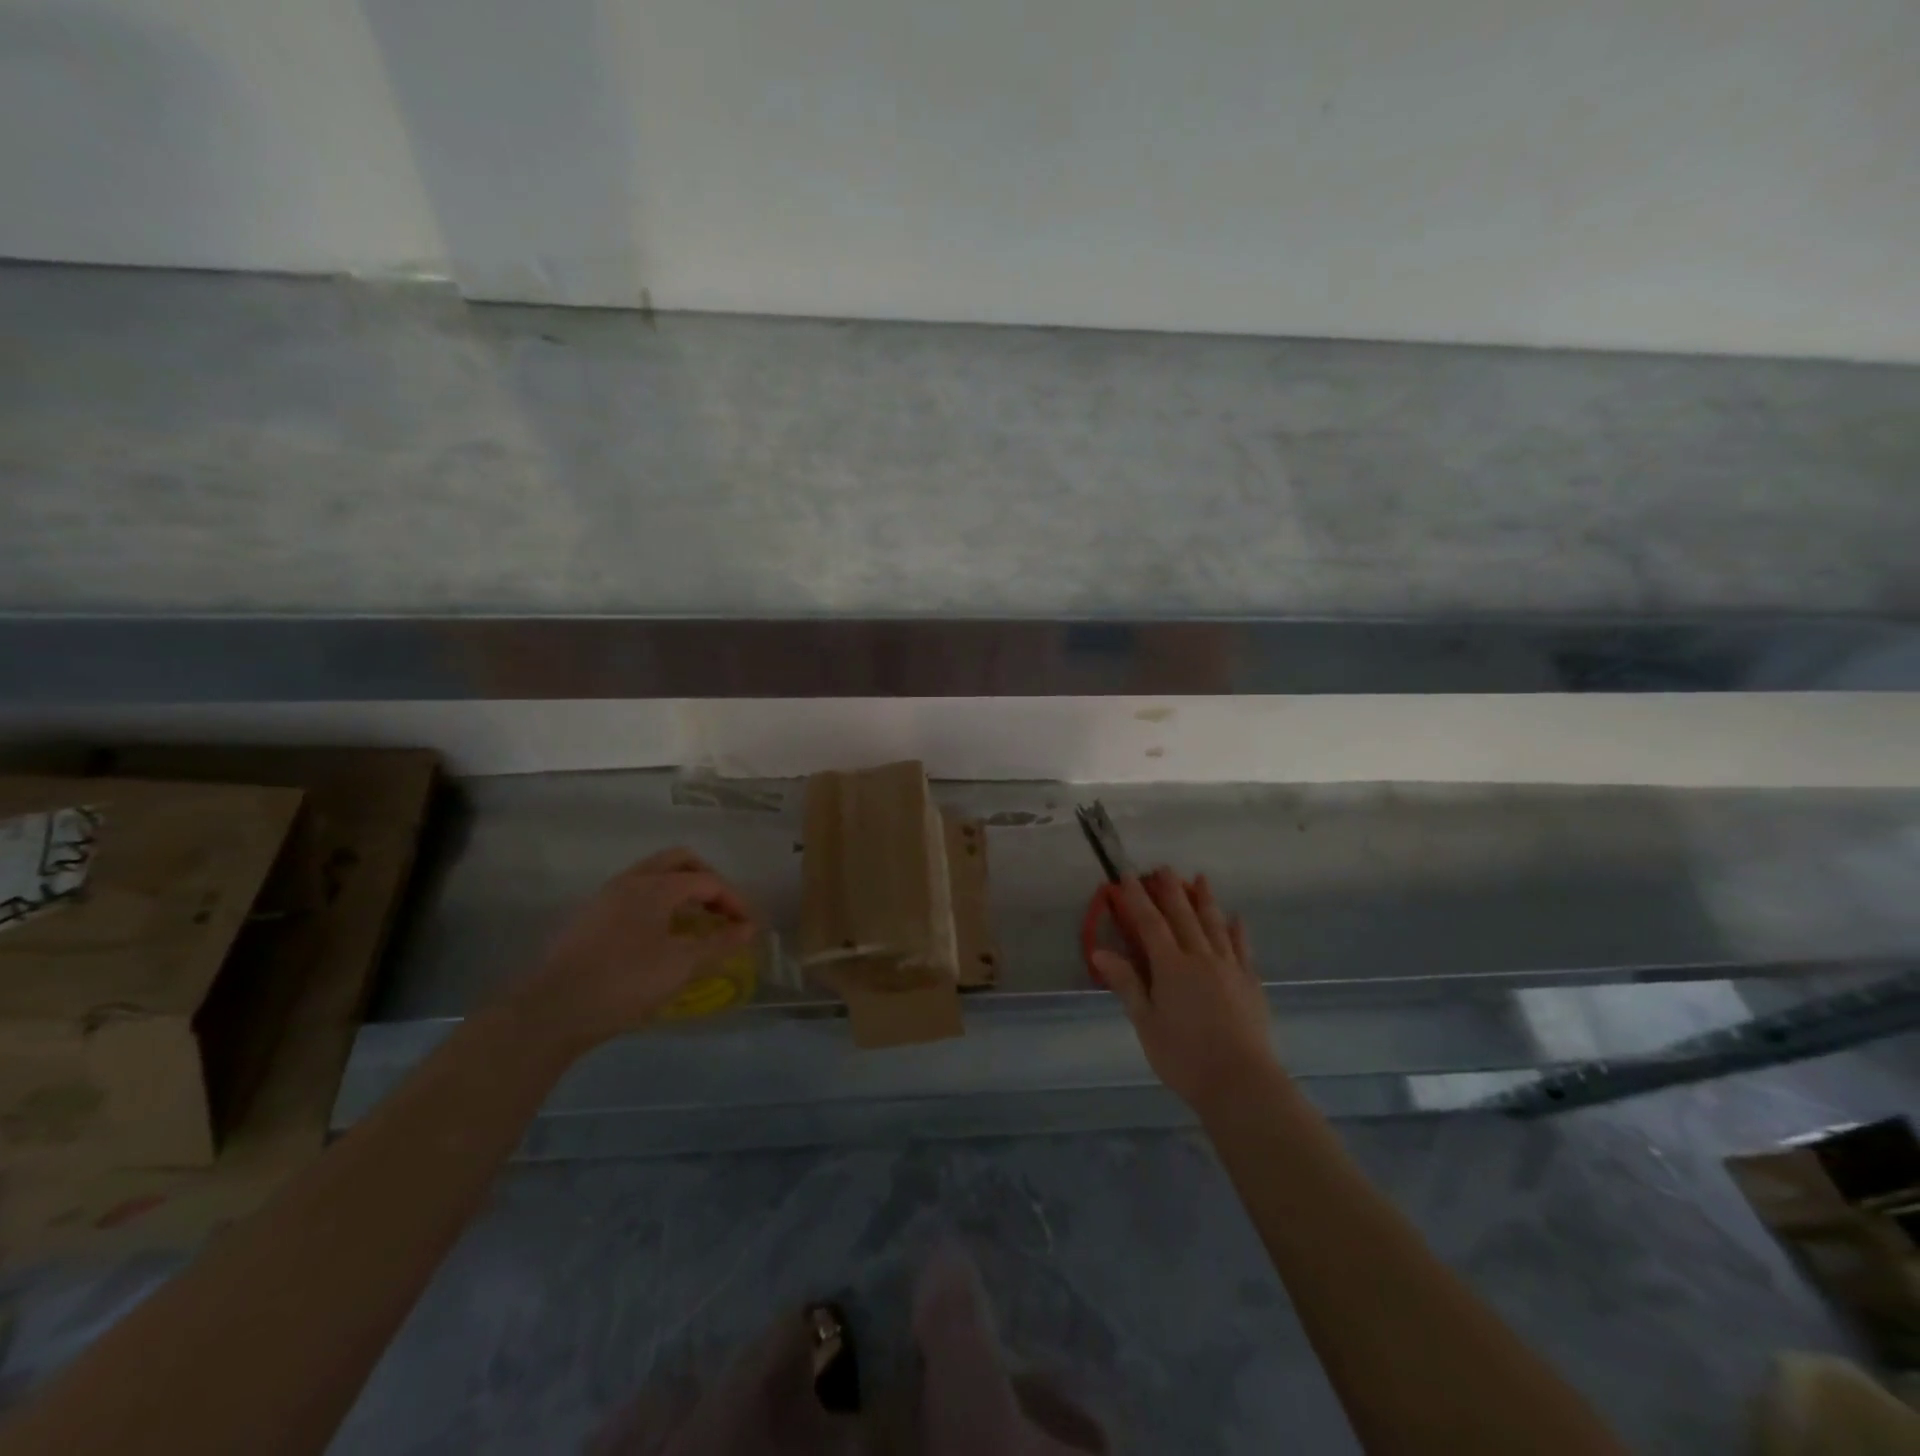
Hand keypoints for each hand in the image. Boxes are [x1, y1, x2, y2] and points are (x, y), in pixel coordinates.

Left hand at [509, 848, 756, 1050]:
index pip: (707, 880)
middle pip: (680, 861)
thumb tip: (749, 928)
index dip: (734, 900)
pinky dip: (659, 902)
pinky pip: (636, 893)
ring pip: (654, 874)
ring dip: (681, 889)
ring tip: (695, 921)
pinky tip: (662, 934)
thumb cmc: (625, 982)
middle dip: (707, 881)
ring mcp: (607, 896)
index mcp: (656, 886)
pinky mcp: (591, 916)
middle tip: (722, 910)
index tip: (748, 926)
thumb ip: (719, 943)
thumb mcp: (681, 965)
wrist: (551, 1011)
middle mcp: (632, 880)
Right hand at [1089, 868, 1279, 1111]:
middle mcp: (1201, 958)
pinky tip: (1236, 918)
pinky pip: (1243, 948)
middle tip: (1163, 867)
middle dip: (1171, 890)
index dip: (1137, 898)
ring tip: (1200, 878)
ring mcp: (1230, 968)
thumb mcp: (1146, 1023)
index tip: (1127, 875)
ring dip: (1205, 899)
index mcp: (1171, 967)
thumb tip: (1100, 951)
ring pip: (1215, 924)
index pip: (1150, 923)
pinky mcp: (1251, 983)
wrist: (1242, 1083)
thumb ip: (1126, 983)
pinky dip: (1238, 930)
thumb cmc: (1184, 1057)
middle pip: (1184, 916)